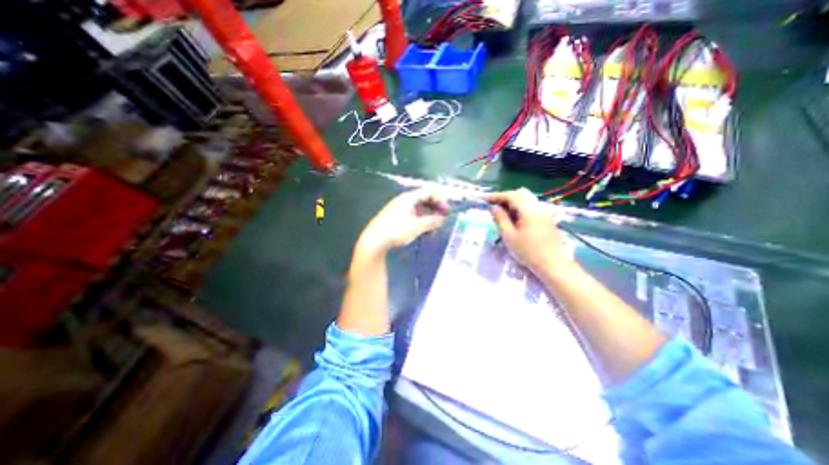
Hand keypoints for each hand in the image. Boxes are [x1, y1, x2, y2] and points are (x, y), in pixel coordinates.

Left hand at [354, 187, 446, 255]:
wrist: (374, 240)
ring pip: (418, 207)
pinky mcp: (395, 217)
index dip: (441, 196)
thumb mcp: (417, 226)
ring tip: (435, 224)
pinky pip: (412, 214)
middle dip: (436, 205)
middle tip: (444, 214)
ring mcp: (398, 208)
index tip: (449, 205)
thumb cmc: (396, 230)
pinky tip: (424, 228)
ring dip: (429, 214)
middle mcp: (403, 200)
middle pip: (424, 198)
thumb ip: (432, 221)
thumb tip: (442, 219)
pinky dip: (421, 219)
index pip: (429, 191)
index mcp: (409, 198)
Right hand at [484, 189, 573, 274]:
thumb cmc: (527, 251)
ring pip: (527, 199)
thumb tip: (493, 207)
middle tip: (494, 205)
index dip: (496, 196)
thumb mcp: (508, 236)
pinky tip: (514, 218)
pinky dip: (521, 207)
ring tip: (503, 212)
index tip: (485, 199)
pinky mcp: (547, 218)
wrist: (552, 263)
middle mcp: (538, 206)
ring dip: (513, 202)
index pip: (511, 195)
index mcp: (528, 210)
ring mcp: (544, 211)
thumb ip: (500, 219)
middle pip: (520, 193)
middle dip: (505, 197)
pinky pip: (532, 205)